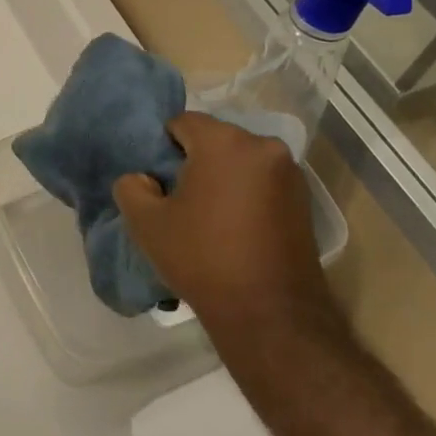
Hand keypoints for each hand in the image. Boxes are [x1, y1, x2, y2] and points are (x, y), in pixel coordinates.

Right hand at [113, 112, 345, 347]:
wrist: (270, 313)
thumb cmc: (203, 258)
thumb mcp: (146, 223)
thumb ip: (131, 187)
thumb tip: (142, 179)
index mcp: (225, 142)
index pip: (182, 122)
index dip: (162, 147)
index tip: (156, 180)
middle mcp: (264, 146)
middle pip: (215, 139)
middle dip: (194, 161)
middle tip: (177, 198)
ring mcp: (290, 173)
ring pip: (240, 161)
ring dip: (221, 178)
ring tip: (206, 217)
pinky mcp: (304, 200)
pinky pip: (261, 182)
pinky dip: (244, 194)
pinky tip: (233, 228)